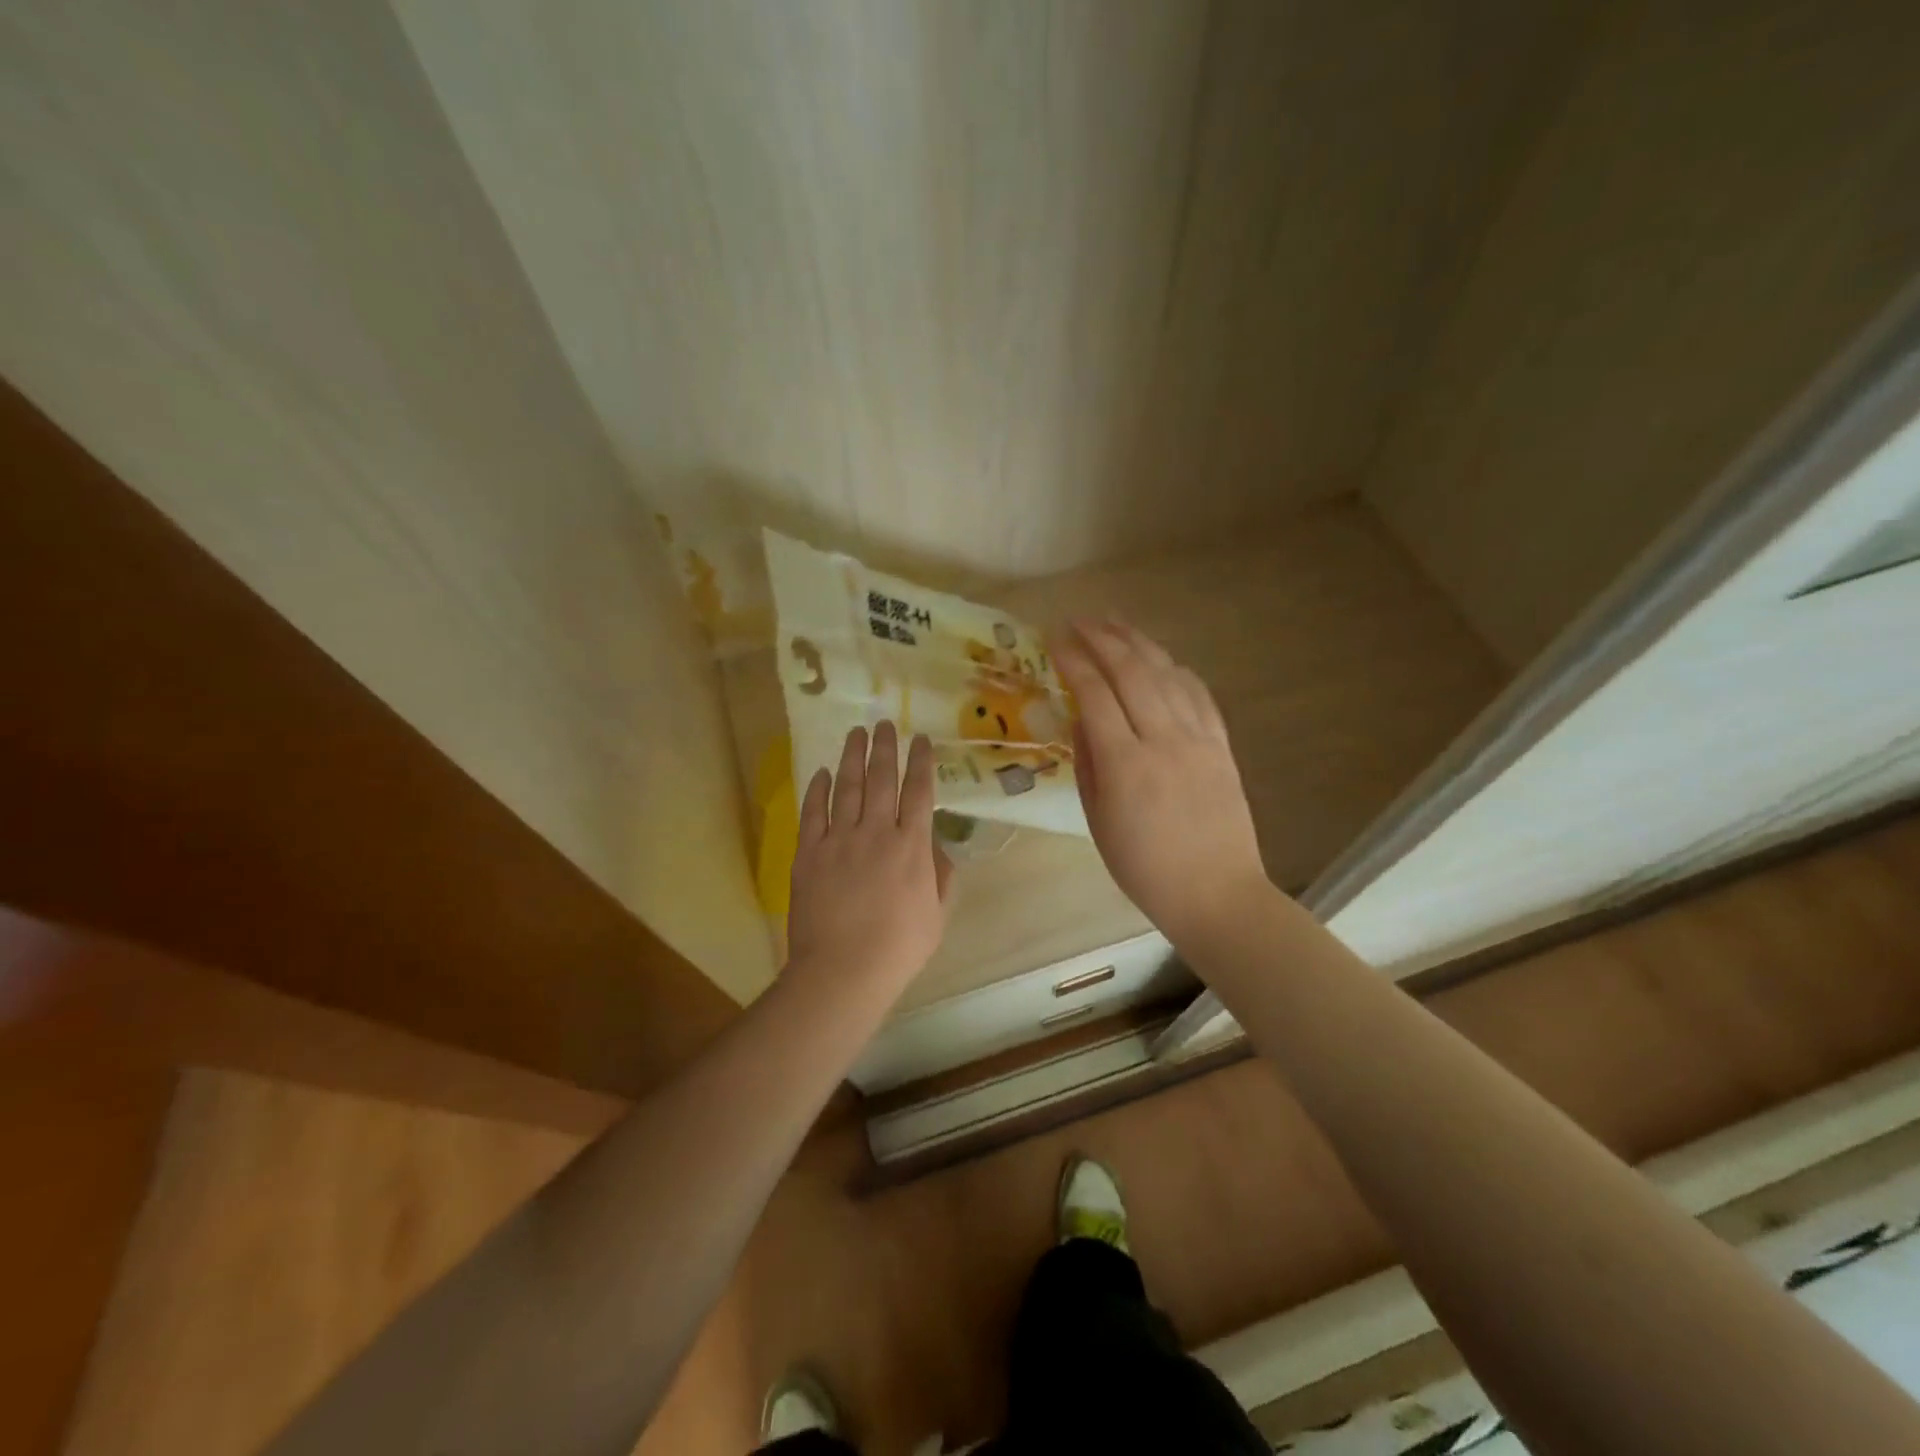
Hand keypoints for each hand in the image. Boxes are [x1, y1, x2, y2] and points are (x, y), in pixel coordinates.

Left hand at [786, 721, 953, 989]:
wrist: (843, 969)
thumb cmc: (898, 948)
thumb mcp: (936, 914)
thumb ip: (940, 875)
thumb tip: (935, 846)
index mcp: (911, 846)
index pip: (919, 792)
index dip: (921, 762)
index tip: (921, 739)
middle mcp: (876, 832)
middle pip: (881, 779)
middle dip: (884, 747)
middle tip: (884, 723)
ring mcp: (839, 840)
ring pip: (846, 787)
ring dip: (852, 758)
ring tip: (856, 734)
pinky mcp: (809, 853)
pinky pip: (813, 812)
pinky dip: (817, 789)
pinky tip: (820, 772)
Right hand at [1053, 619, 1272, 947]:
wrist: (1217, 894)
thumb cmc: (1145, 869)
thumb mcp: (1098, 823)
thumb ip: (1088, 765)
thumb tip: (1081, 720)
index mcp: (1125, 764)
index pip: (1094, 693)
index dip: (1073, 660)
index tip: (1054, 638)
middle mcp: (1163, 740)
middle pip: (1131, 671)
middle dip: (1102, 638)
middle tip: (1079, 620)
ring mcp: (1198, 739)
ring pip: (1167, 674)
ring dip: (1138, 643)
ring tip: (1114, 623)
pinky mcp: (1222, 745)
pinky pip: (1198, 694)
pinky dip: (1177, 669)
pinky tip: (1162, 658)